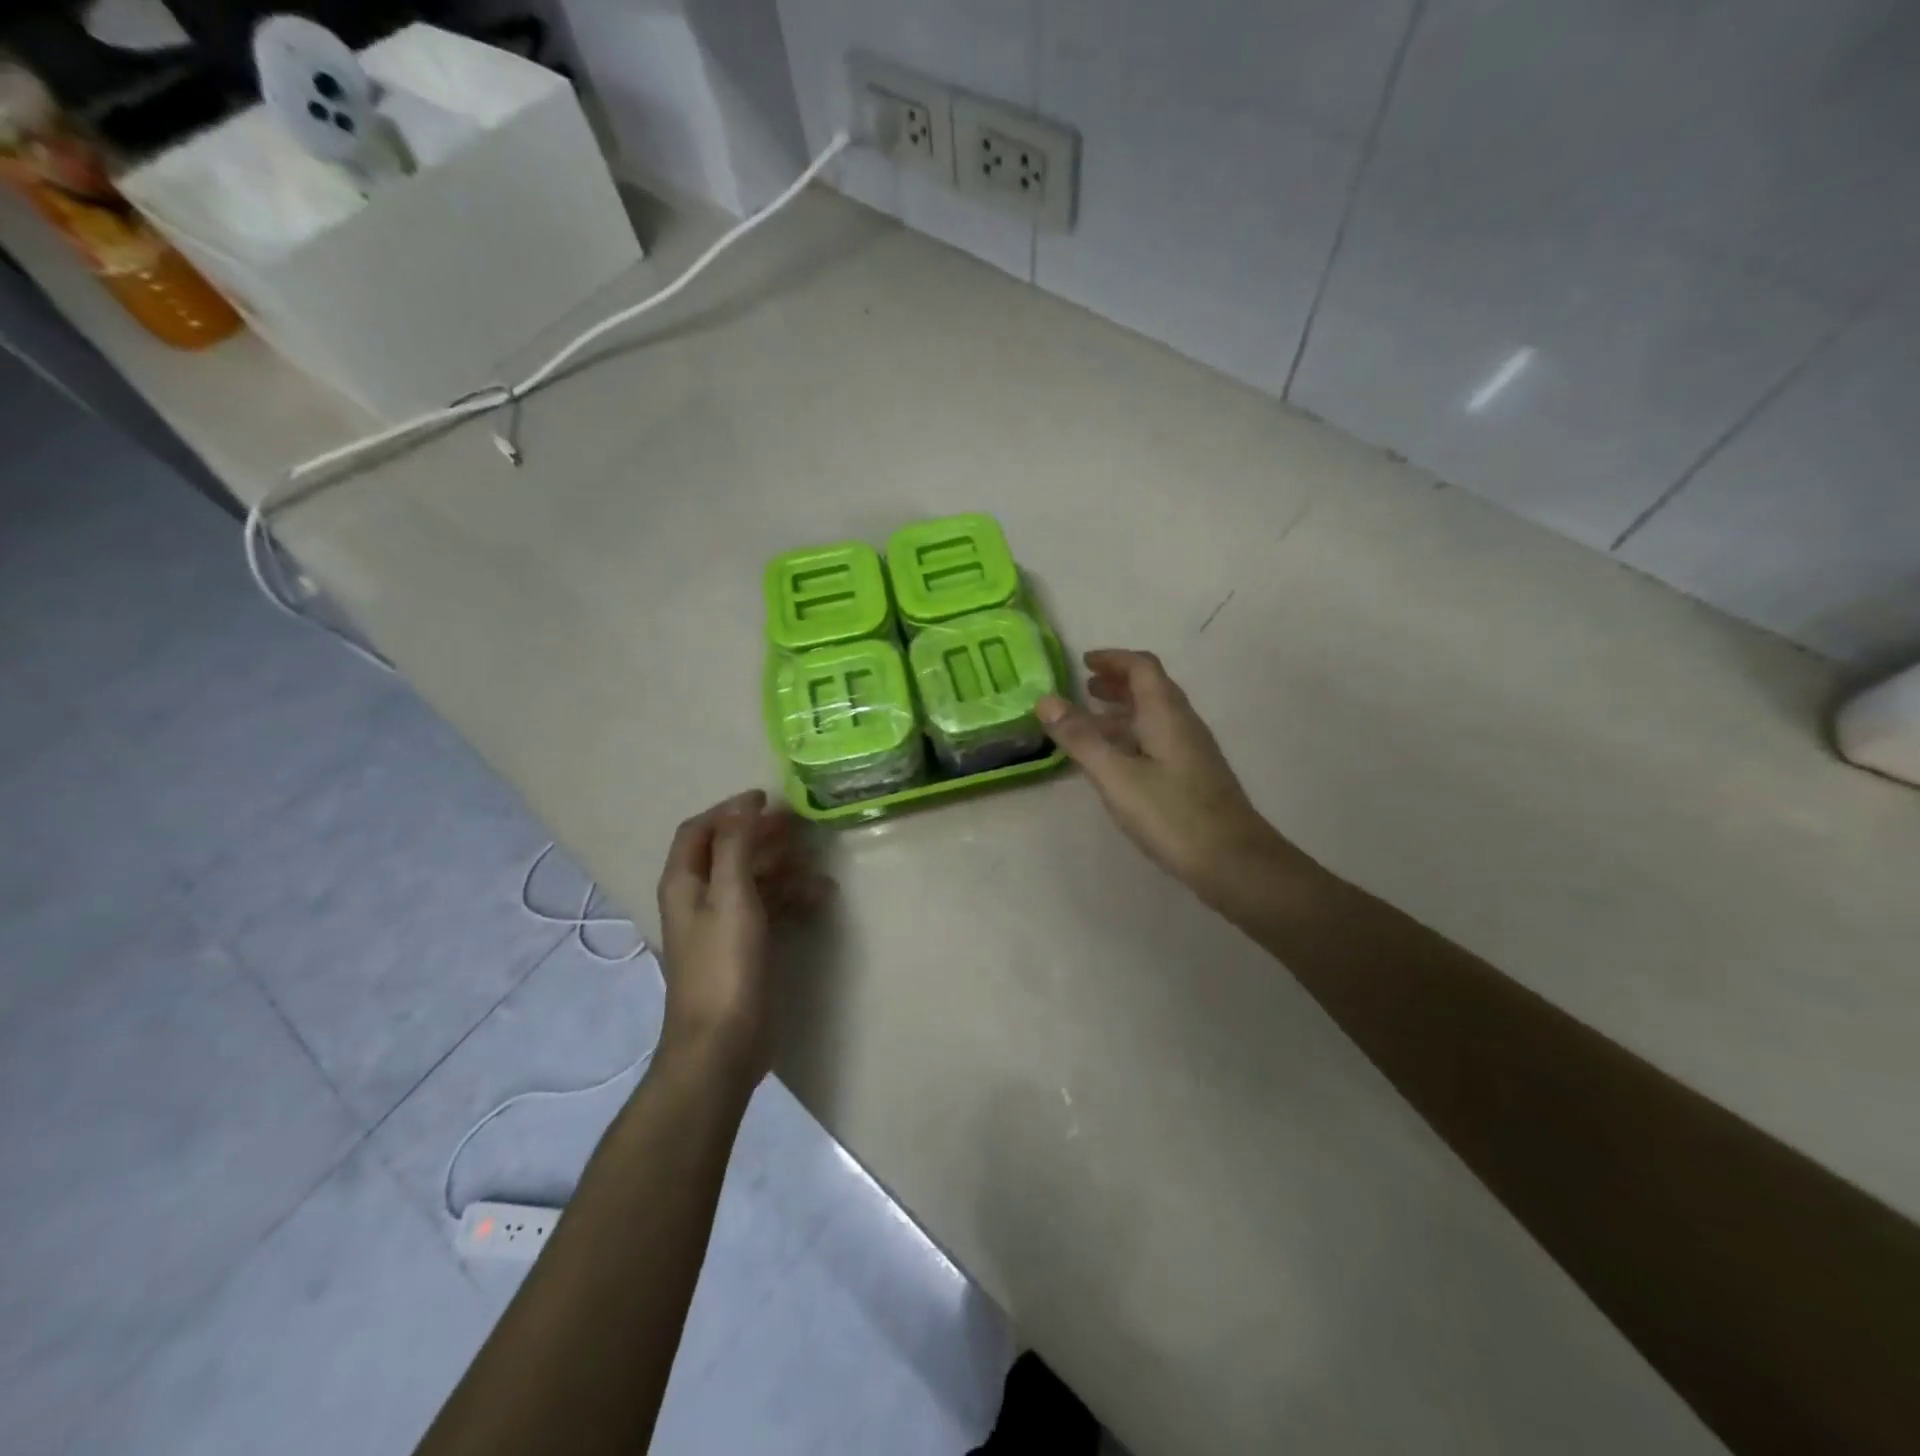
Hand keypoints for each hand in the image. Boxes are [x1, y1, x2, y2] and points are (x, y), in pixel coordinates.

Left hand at [655, 790, 827, 1081]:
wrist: (721, 1044)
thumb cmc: (724, 965)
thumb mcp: (731, 897)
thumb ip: (736, 847)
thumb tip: (745, 805)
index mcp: (685, 882)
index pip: (700, 830)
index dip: (730, 810)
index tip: (768, 798)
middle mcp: (698, 898)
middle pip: (728, 851)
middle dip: (761, 835)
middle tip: (800, 825)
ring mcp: (721, 924)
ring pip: (752, 879)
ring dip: (781, 866)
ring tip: (817, 861)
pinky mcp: (743, 947)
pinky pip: (768, 907)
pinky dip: (790, 896)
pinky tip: (819, 896)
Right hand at [1038, 650, 1286, 912]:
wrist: (1233, 861)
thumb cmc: (1172, 814)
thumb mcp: (1116, 776)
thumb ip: (1080, 738)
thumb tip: (1046, 700)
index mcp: (1166, 713)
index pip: (1142, 667)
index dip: (1113, 659)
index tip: (1084, 662)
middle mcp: (1182, 723)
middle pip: (1151, 688)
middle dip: (1117, 683)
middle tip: (1085, 687)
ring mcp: (1192, 750)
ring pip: (1154, 716)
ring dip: (1123, 710)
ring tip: (1091, 721)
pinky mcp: (1193, 775)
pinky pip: (1158, 739)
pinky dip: (1132, 736)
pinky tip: (1116, 760)